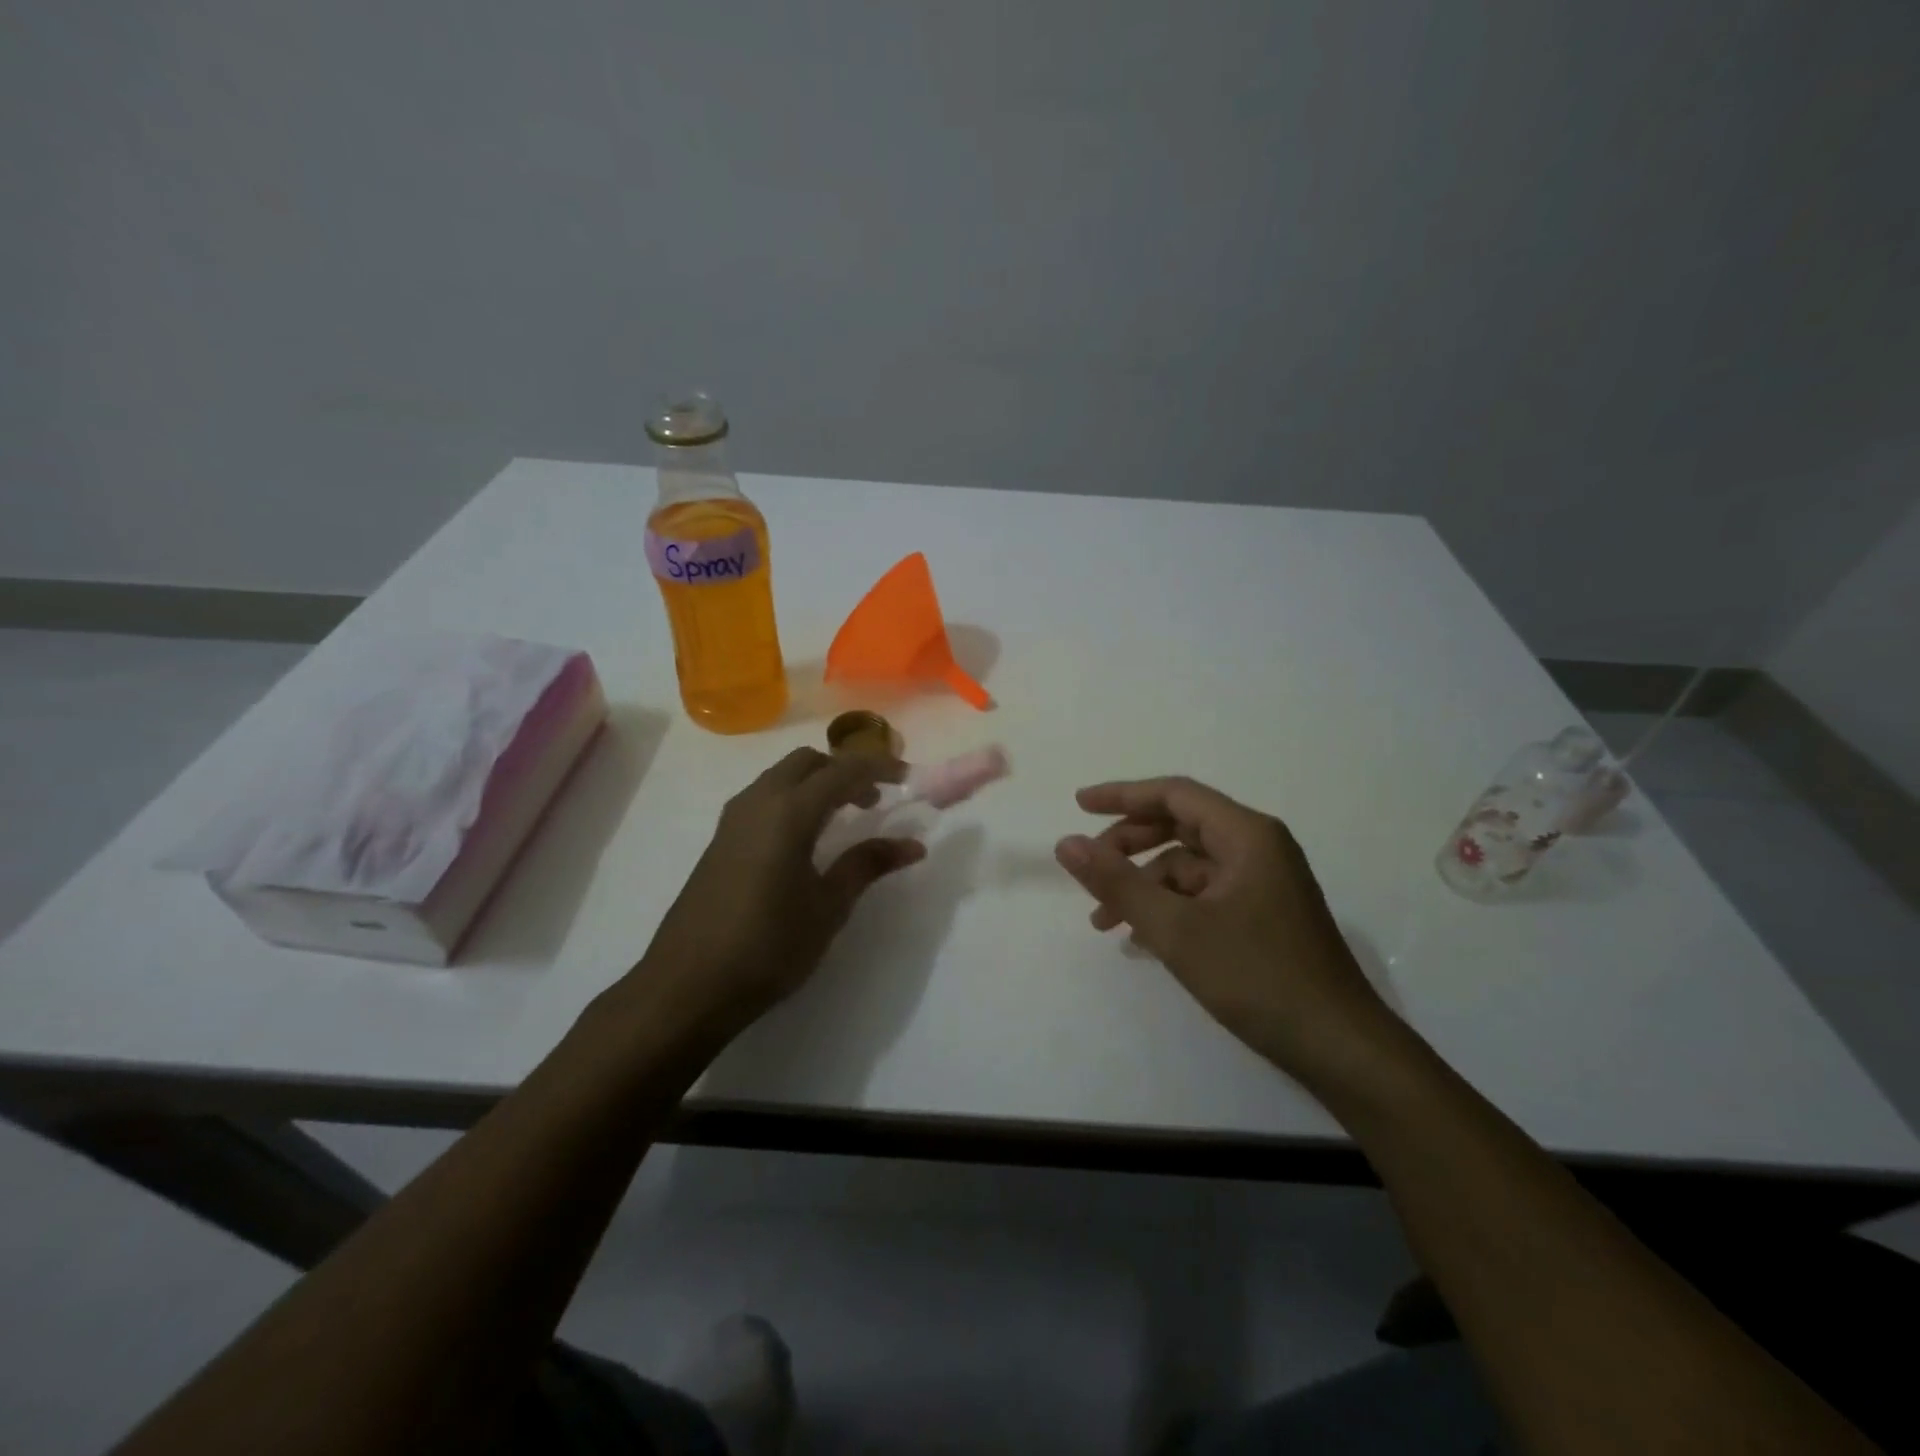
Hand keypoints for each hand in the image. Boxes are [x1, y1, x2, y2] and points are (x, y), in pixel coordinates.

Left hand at [630, 749, 925, 1040]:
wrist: (688, 986)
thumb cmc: (768, 946)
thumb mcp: (828, 908)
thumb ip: (866, 865)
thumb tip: (912, 845)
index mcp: (788, 812)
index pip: (842, 770)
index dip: (879, 767)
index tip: (908, 777)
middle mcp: (758, 802)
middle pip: (808, 762)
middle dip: (845, 769)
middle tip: (875, 798)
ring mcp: (733, 820)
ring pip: (782, 776)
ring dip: (817, 782)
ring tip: (846, 815)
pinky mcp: (721, 840)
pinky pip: (765, 798)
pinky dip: (794, 798)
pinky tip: (807, 837)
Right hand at [1055, 776, 1399, 1088]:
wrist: (1340, 1048)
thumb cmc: (1257, 977)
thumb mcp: (1175, 929)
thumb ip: (1118, 882)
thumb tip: (1066, 843)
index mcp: (1247, 835)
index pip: (1174, 794)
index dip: (1122, 795)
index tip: (1078, 805)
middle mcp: (1258, 848)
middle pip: (1180, 826)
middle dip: (1129, 845)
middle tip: (1089, 869)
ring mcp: (1263, 883)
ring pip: (1189, 866)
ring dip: (1145, 885)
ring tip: (1105, 921)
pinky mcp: (1262, 916)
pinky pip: (1204, 895)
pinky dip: (1169, 908)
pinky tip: (1142, 940)